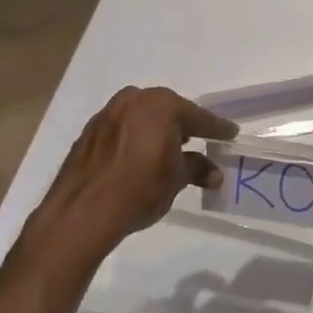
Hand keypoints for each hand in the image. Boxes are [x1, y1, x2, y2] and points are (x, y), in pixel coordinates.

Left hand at [30, 86, 237, 260]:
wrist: (82, 212)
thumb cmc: (139, 189)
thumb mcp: (177, 180)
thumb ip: (197, 168)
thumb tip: (214, 173)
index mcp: (161, 105)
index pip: (198, 117)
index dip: (216, 128)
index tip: (230, 134)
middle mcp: (134, 100)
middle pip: (168, 110)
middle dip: (183, 125)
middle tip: (198, 139)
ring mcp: (108, 113)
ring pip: (142, 116)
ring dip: (156, 130)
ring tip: (167, 149)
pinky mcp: (89, 132)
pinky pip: (122, 128)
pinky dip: (134, 138)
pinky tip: (138, 156)